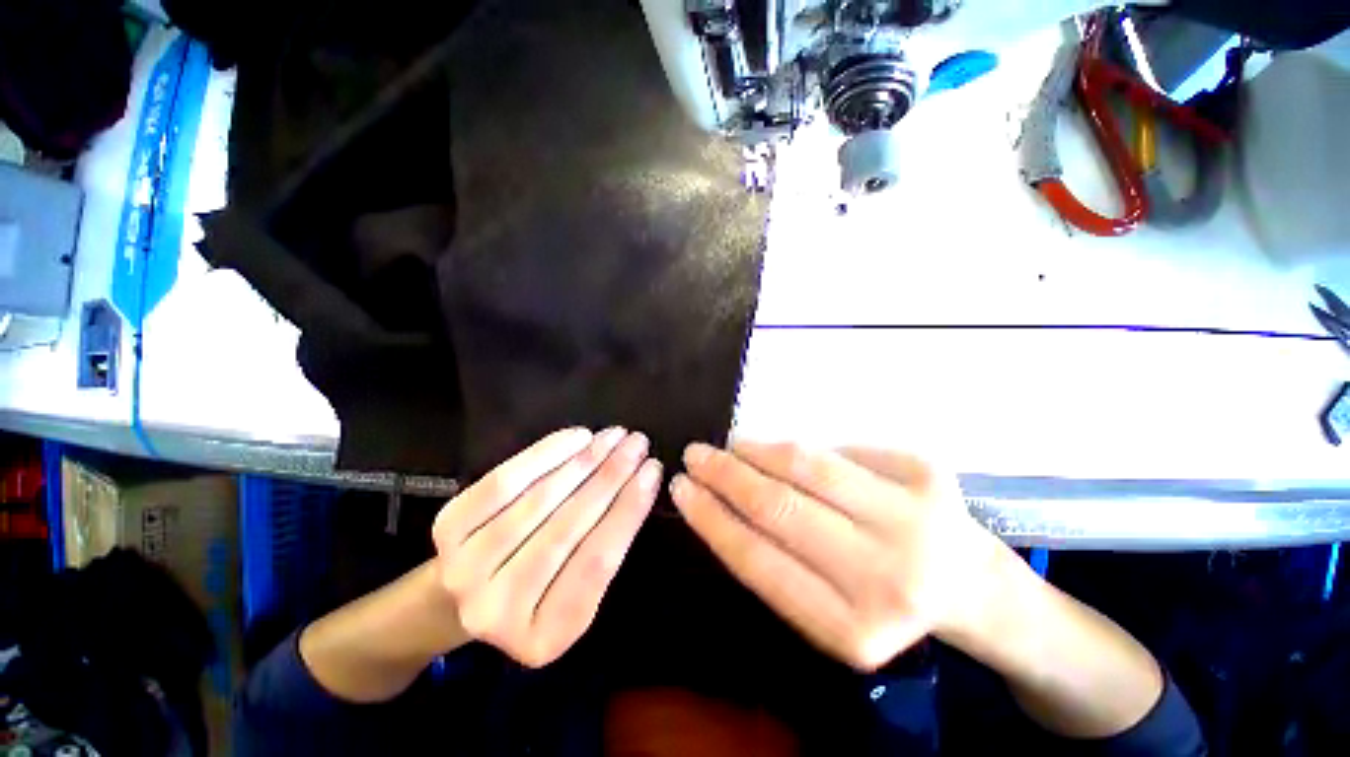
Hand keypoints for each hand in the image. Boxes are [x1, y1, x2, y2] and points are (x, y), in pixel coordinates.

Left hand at [432, 427, 660, 667]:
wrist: (459, 596)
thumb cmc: (537, 592)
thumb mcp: (578, 594)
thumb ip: (606, 550)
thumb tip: (640, 483)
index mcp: (545, 637)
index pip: (599, 562)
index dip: (629, 509)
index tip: (654, 470)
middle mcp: (498, 611)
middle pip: (569, 528)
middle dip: (611, 476)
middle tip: (638, 443)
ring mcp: (465, 569)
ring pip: (539, 501)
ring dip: (584, 460)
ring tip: (613, 436)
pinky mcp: (447, 529)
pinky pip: (504, 482)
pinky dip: (545, 454)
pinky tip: (577, 437)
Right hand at [670, 441, 1007, 670]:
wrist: (974, 587)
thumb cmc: (885, 602)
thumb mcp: (827, 611)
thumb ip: (776, 564)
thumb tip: (721, 503)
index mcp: (852, 629)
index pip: (758, 561)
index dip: (712, 518)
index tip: (682, 488)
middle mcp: (887, 578)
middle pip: (780, 507)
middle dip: (725, 475)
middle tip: (695, 454)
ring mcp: (914, 518)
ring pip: (809, 466)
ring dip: (758, 450)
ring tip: (731, 444)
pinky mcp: (927, 473)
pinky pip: (840, 449)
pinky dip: (804, 450)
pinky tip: (787, 453)